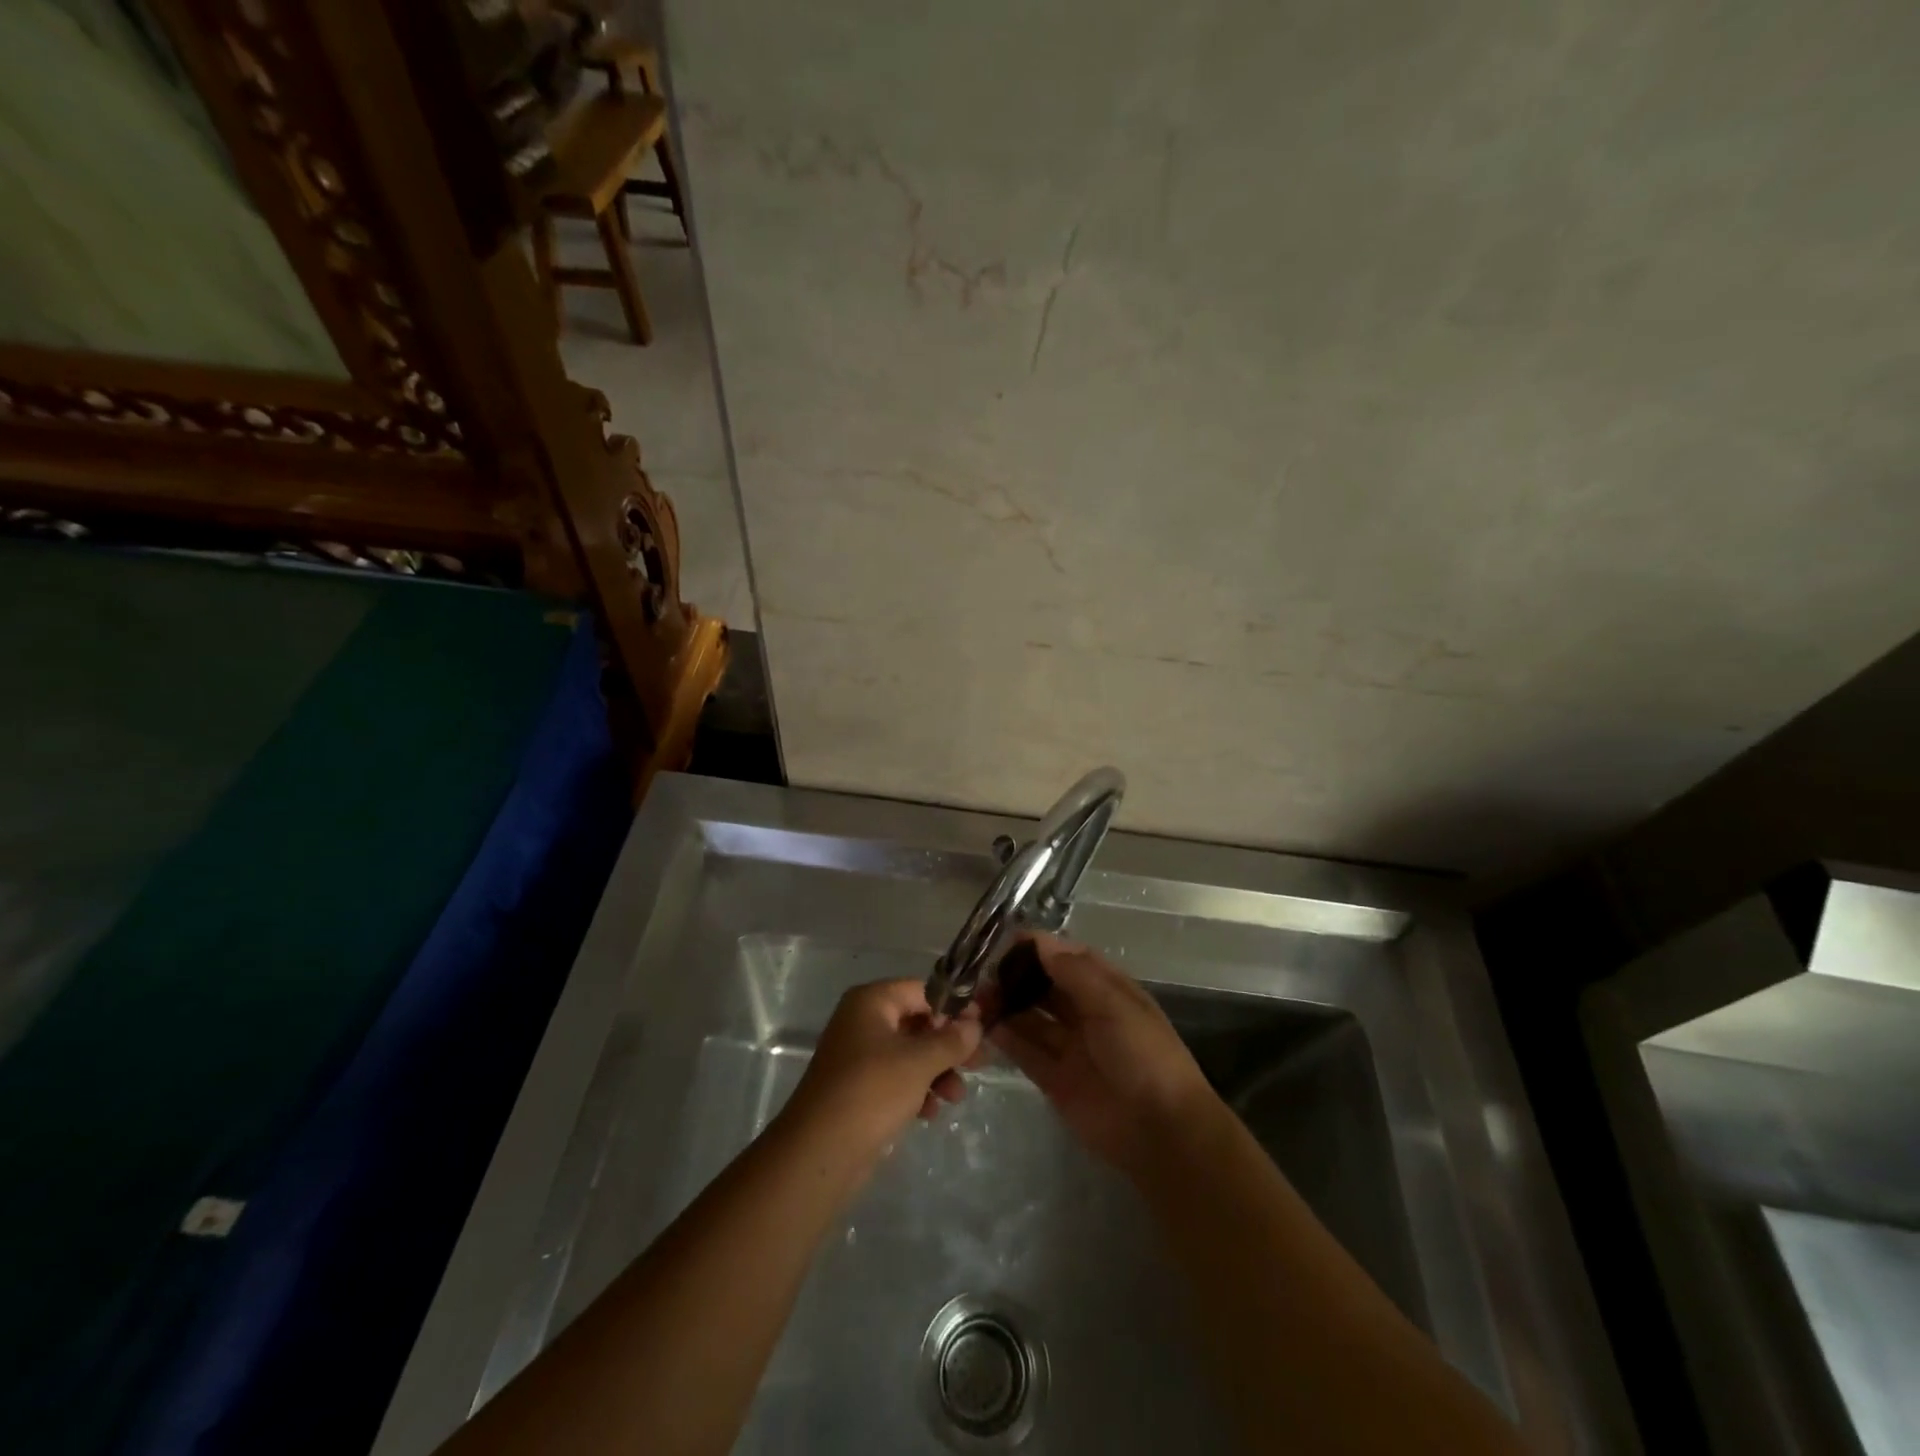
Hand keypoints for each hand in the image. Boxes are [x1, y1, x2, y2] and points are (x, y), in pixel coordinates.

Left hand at [781, 979, 983, 1166]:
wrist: (820, 1152)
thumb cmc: (872, 1091)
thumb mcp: (919, 1062)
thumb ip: (952, 1040)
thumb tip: (976, 1023)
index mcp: (871, 1002)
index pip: (922, 991)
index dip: (954, 1007)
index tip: (982, 1027)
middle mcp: (862, 1022)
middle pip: (917, 1023)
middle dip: (948, 1045)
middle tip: (979, 1064)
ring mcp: (858, 1056)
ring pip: (910, 1054)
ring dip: (937, 1072)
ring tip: (955, 1097)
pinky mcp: (859, 1089)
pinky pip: (896, 1079)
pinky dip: (917, 1090)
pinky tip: (930, 1113)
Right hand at [989, 934, 1217, 1175]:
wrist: (1160, 1131)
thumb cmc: (1144, 1056)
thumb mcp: (1114, 1005)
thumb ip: (1075, 973)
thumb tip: (1040, 941)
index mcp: (1109, 991)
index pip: (1071, 960)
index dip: (1042, 949)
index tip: (1008, 940)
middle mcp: (1087, 1015)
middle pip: (1047, 988)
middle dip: (1018, 978)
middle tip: (985, 972)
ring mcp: (1071, 1048)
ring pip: (1032, 1020)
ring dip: (1008, 1007)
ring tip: (977, 998)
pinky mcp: (1055, 1080)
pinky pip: (1026, 1053)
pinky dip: (1006, 1039)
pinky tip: (984, 1026)